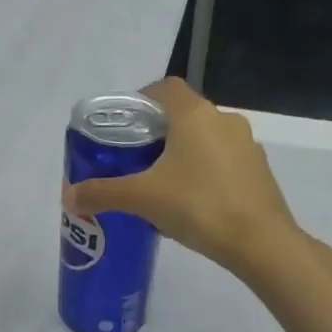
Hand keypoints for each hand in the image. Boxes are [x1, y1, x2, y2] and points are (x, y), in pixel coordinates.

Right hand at [62, 77, 300, 278]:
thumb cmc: (199, 206)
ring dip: (183, 153)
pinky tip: (192, 202)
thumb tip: (70, 196)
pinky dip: (205, 172)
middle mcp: (224, 121)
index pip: (164, 87)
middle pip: (183, 114)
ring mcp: (247, 145)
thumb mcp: (143, 199)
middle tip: (134, 159)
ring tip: (161, 184)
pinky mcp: (259, 171)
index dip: (141, 100)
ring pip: (205, 138)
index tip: (124, 126)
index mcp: (195, 115)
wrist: (262, 244)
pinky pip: (224, 161)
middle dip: (157, 132)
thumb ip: (103, 194)